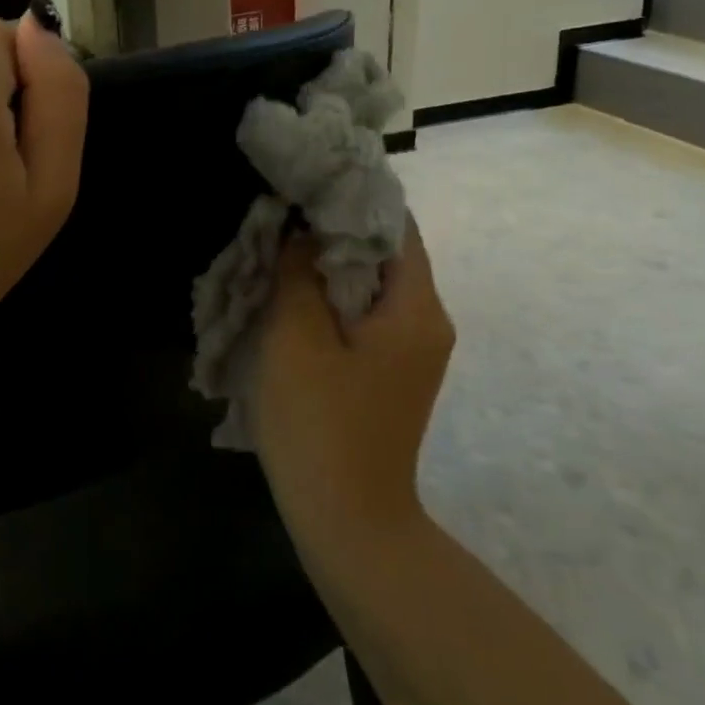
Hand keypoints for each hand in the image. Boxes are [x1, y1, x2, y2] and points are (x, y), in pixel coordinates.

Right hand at [251, 216, 455, 537]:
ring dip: (326, 266)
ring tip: (277, 250)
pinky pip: (364, 316)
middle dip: (331, 230)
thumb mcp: (296, 339)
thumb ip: (299, 273)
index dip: (351, 197)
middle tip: (280, 215)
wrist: (349, 523)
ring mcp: (412, 352)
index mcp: (416, 309)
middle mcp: (427, 323)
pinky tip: (290, 299)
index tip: (304, 182)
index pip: (395, 226)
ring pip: (370, 286)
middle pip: (384, 254)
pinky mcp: (391, 373)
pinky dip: (331, 299)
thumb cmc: (320, 424)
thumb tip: (302, 232)